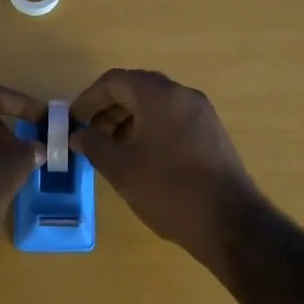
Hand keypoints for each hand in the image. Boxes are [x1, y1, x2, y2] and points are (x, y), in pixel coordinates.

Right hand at [72, 68, 258, 266]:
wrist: (229, 222)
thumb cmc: (169, 191)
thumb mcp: (122, 169)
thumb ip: (95, 145)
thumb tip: (78, 135)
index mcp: (160, 96)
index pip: (115, 81)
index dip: (89, 98)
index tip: (73, 120)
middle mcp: (183, 95)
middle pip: (137, 89)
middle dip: (108, 108)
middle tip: (89, 134)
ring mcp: (202, 114)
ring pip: (156, 105)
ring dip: (129, 119)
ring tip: (111, 149)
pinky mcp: (211, 133)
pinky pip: (173, 118)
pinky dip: (150, 128)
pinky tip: (140, 156)